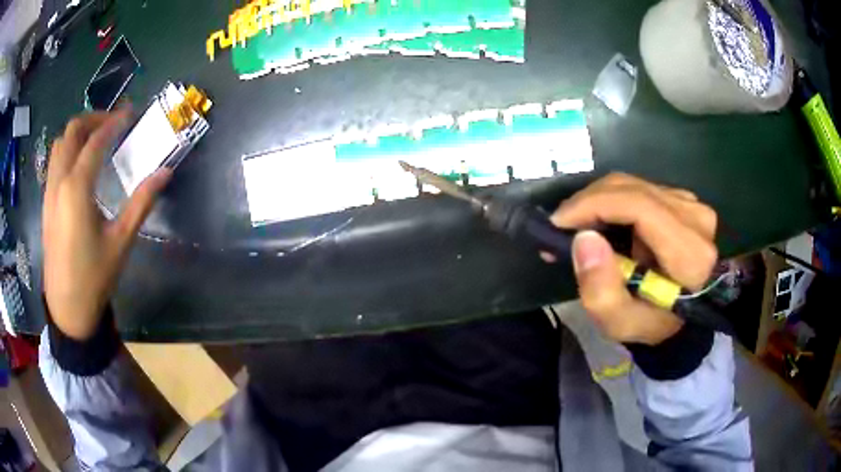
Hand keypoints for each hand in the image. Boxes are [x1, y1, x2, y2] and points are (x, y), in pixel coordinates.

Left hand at [43, 107, 172, 339]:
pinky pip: (54, 162)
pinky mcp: (46, 203)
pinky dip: (68, 150)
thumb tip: (165, 172)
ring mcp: (49, 192)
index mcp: (77, 188)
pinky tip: (80, 165)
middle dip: (93, 119)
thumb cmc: (94, 278)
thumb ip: (141, 202)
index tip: (130, 113)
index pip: (96, 140)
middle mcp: (59, 182)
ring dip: (78, 133)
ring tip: (96, 139)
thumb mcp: (120, 242)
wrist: (67, 310)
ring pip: (60, 144)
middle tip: (112, 123)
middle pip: (72, 131)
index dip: (114, 121)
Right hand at [550, 173, 717, 344]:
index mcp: (690, 254)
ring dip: (599, 202)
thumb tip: (583, 238)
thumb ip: (601, 291)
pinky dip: (613, 201)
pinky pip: (639, 189)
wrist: (682, 315)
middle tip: (561, 227)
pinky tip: (601, 222)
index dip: (595, 205)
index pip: (640, 206)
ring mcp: (691, 204)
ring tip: (578, 227)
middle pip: (633, 190)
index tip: (558, 222)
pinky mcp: (683, 199)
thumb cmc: (652, 323)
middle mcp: (696, 218)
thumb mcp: (621, 323)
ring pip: (633, 185)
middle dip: (589, 202)